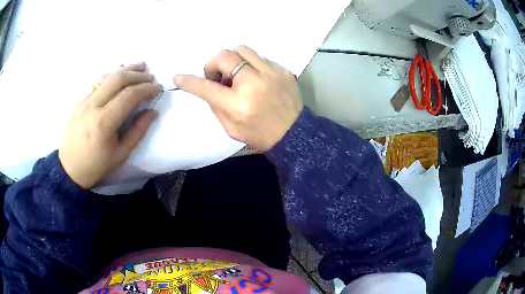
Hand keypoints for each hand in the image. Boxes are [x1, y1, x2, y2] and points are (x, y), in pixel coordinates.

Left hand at [59, 62, 160, 188]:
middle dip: (137, 75)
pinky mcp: (79, 101)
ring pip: (106, 77)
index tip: (157, 88)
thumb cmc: (96, 166)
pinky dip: (111, 75)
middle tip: (151, 76)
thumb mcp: (121, 155)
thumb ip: (138, 131)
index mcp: (104, 123)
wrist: (70, 169)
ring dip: (125, 69)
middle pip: (118, 80)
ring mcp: (83, 102)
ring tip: (139, 66)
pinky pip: (97, 83)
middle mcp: (92, 107)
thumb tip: (152, 111)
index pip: (128, 96)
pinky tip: (119, 71)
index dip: (146, 89)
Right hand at [174, 45, 302, 150]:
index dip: (190, 81)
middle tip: (217, 77)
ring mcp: (271, 73)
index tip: (178, 77)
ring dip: (232, 60)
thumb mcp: (231, 128)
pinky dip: (250, 65)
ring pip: (242, 49)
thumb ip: (216, 105)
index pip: (207, 87)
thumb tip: (208, 86)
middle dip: (213, 64)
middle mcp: (254, 83)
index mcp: (238, 104)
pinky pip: (259, 57)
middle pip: (224, 56)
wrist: (294, 133)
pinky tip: (255, 78)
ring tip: (236, 75)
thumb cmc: (260, 134)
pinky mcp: (282, 69)